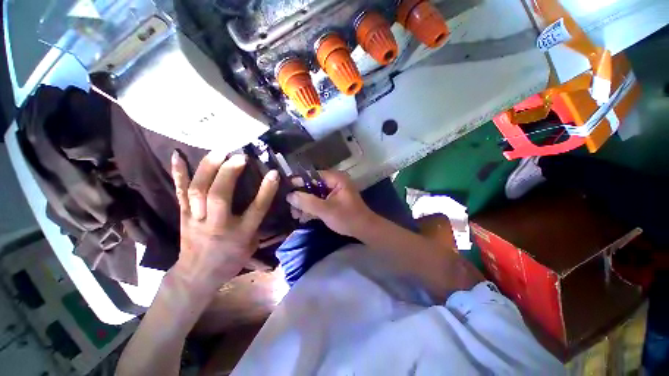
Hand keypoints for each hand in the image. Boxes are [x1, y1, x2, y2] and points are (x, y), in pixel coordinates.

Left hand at [170, 151, 278, 292]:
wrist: (197, 275)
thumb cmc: (231, 259)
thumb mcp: (251, 244)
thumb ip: (257, 221)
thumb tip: (264, 197)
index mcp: (240, 234)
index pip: (256, 209)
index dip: (266, 190)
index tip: (274, 173)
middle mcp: (217, 224)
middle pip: (220, 196)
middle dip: (229, 173)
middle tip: (240, 157)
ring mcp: (196, 219)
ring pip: (198, 191)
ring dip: (208, 169)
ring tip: (219, 152)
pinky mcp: (182, 216)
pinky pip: (179, 193)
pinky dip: (177, 173)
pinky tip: (176, 155)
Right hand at [286, 171, 376, 237]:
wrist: (364, 230)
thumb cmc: (347, 217)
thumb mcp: (326, 210)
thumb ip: (307, 202)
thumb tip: (289, 195)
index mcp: (336, 179)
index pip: (313, 175)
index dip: (299, 181)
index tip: (285, 187)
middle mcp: (334, 183)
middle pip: (313, 186)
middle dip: (301, 197)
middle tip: (290, 206)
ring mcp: (334, 192)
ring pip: (315, 195)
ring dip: (305, 204)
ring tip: (294, 214)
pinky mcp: (333, 201)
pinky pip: (320, 201)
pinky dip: (312, 208)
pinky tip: (302, 217)